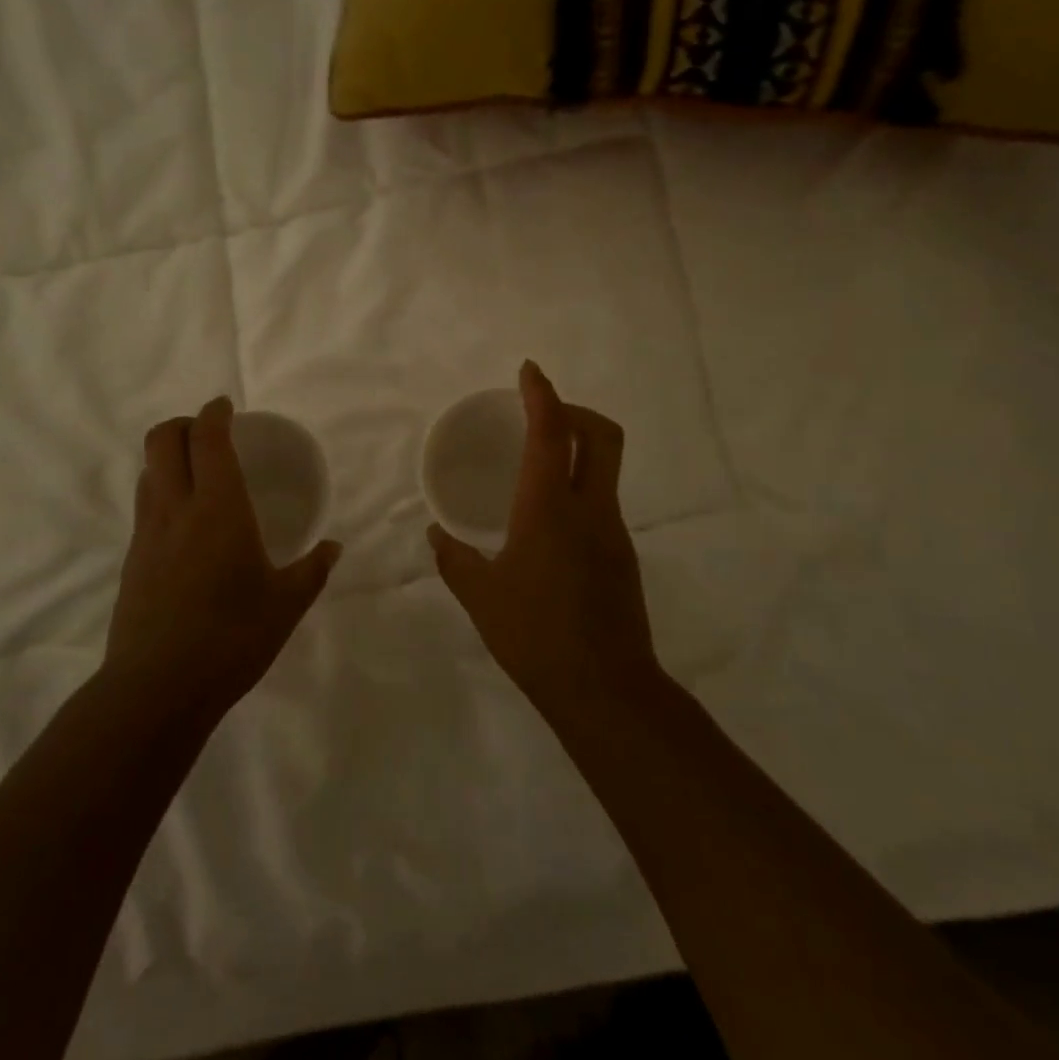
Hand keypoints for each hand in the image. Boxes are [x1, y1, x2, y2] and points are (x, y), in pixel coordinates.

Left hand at [107, 396, 341, 718]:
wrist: (157, 687)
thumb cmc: (231, 638)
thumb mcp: (285, 605)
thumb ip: (312, 570)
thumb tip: (333, 548)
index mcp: (218, 508)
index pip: (207, 439)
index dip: (213, 413)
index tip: (224, 406)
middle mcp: (176, 509)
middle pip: (161, 439)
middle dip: (182, 423)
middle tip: (208, 433)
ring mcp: (146, 533)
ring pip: (147, 471)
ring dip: (167, 456)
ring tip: (195, 473)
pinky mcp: (131, 559)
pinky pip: (143, 505)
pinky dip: (160, 491)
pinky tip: (183, 523)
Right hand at [428, 362, 657, 717]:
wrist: (605, 688)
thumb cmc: (534, 636)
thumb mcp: (481, 596)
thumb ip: (454, 558)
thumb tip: (435, 534)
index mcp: (548, 510)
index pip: (552, 434)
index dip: (542, 395)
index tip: (529, 371)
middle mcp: (589, 509)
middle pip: (602, 435)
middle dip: (575, 410)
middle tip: (542, 413)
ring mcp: (613, 531)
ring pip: (606, 467)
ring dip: (579, 448)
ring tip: (538, 464)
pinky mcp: (623, 554)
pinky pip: (602, 500)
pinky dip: (579, 486)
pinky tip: (549, 519)